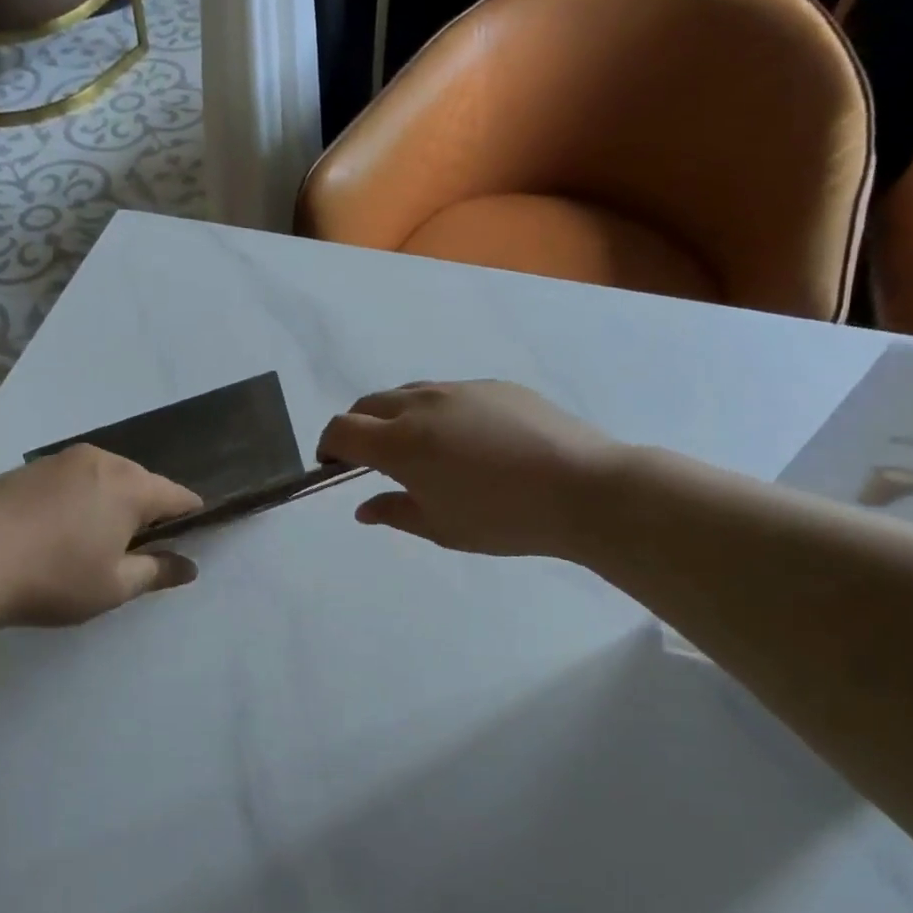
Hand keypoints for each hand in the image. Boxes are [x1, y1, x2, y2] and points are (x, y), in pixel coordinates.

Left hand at [0, 446, 202, 627]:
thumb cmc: (52, 578)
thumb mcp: (113, 586)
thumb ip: (157, 572)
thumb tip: (189, 566)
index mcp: (129, 485)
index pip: (177, 495)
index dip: (191, 514)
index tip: (196, 533)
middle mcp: (99, 461)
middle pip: (140, 481)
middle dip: (148, 509)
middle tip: (141, 546)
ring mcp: (59, 460)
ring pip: (103, 477)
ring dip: (111, 502)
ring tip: (99, 538)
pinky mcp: (26, 469)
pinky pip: (71, 479)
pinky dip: (78, 498)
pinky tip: (60, 528)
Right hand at [317, 380, 617, 558]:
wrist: (583, 488)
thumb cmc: (503, 518)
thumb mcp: (440, 527)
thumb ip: (394, 512)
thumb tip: (363, 507)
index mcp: (400, 441)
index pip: (341, 429)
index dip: (328, 445)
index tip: (334, 466)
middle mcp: (422, 404)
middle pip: (369, 403)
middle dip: (359, 427)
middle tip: (371, 459)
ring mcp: (460, 389)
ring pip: (409, 393)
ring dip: (397, 416)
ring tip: (420, 449)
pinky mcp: (494, 386)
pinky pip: (449, 393)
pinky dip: (436, 412)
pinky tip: (468, 441)